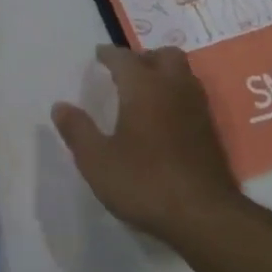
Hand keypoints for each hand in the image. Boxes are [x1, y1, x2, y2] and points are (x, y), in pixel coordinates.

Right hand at [52, 46, 264, 246]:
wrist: (205, 217)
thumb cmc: (145, 182)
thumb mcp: (97, 161)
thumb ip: (77, 130)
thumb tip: (60, 106)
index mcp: (143, 87)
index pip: (124, 58)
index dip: (109, 54)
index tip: (98, 55)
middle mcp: (174, 88)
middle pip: (165, 55)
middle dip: (145, 57)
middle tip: (127, 72)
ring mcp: (198, 109)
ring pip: (184, 74)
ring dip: (165, 74)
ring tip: (146, 92)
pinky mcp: (212, 132)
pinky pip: (192, 98)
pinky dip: (177, 96)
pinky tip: (165, 119)